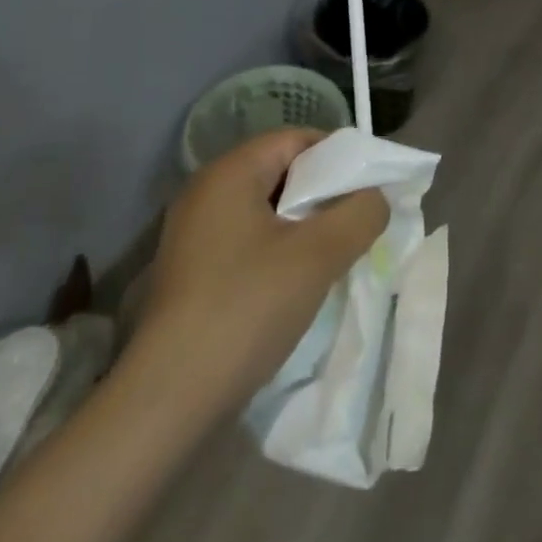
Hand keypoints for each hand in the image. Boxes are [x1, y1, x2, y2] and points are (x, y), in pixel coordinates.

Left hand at [131, 129, 388, 417]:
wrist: (167, 402)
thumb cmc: (246, 309)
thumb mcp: (319, 255)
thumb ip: (361, 213)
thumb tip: (374, 198)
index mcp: (230, 172)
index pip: (297, 139)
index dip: (340, 157)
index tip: (369, 190)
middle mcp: (206, 192)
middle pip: (282, 172)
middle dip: (325, 194)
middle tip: (357, 224)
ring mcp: (194, 234)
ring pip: (267, 210)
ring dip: (305, 227)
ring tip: (335, 256)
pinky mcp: (192, 272)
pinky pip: (248, 241)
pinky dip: (279, 251)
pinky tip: (297, 285)